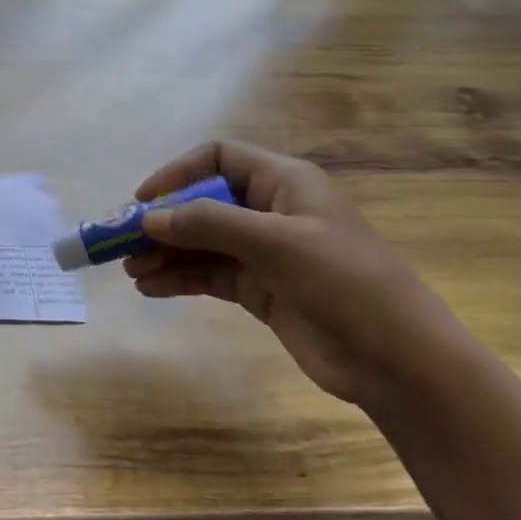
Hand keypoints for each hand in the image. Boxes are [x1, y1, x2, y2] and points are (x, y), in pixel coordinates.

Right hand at [125, 141, 464, 406]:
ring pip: (201, 243)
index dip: (177, 173)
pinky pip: (209, 275)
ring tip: (131, 271)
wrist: (398, 360)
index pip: (218, 159)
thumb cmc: (344, 282)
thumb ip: (208, 224)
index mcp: (283, 182)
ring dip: (165, 253)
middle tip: (122, 244)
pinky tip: (151, 289)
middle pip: (203, 203)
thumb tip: (148, 218)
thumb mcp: (275, 243)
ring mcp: (265, 253)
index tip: (143, 202)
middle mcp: (270, 211)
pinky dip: (180, 279)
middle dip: (163, 221)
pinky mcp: (261, 289)